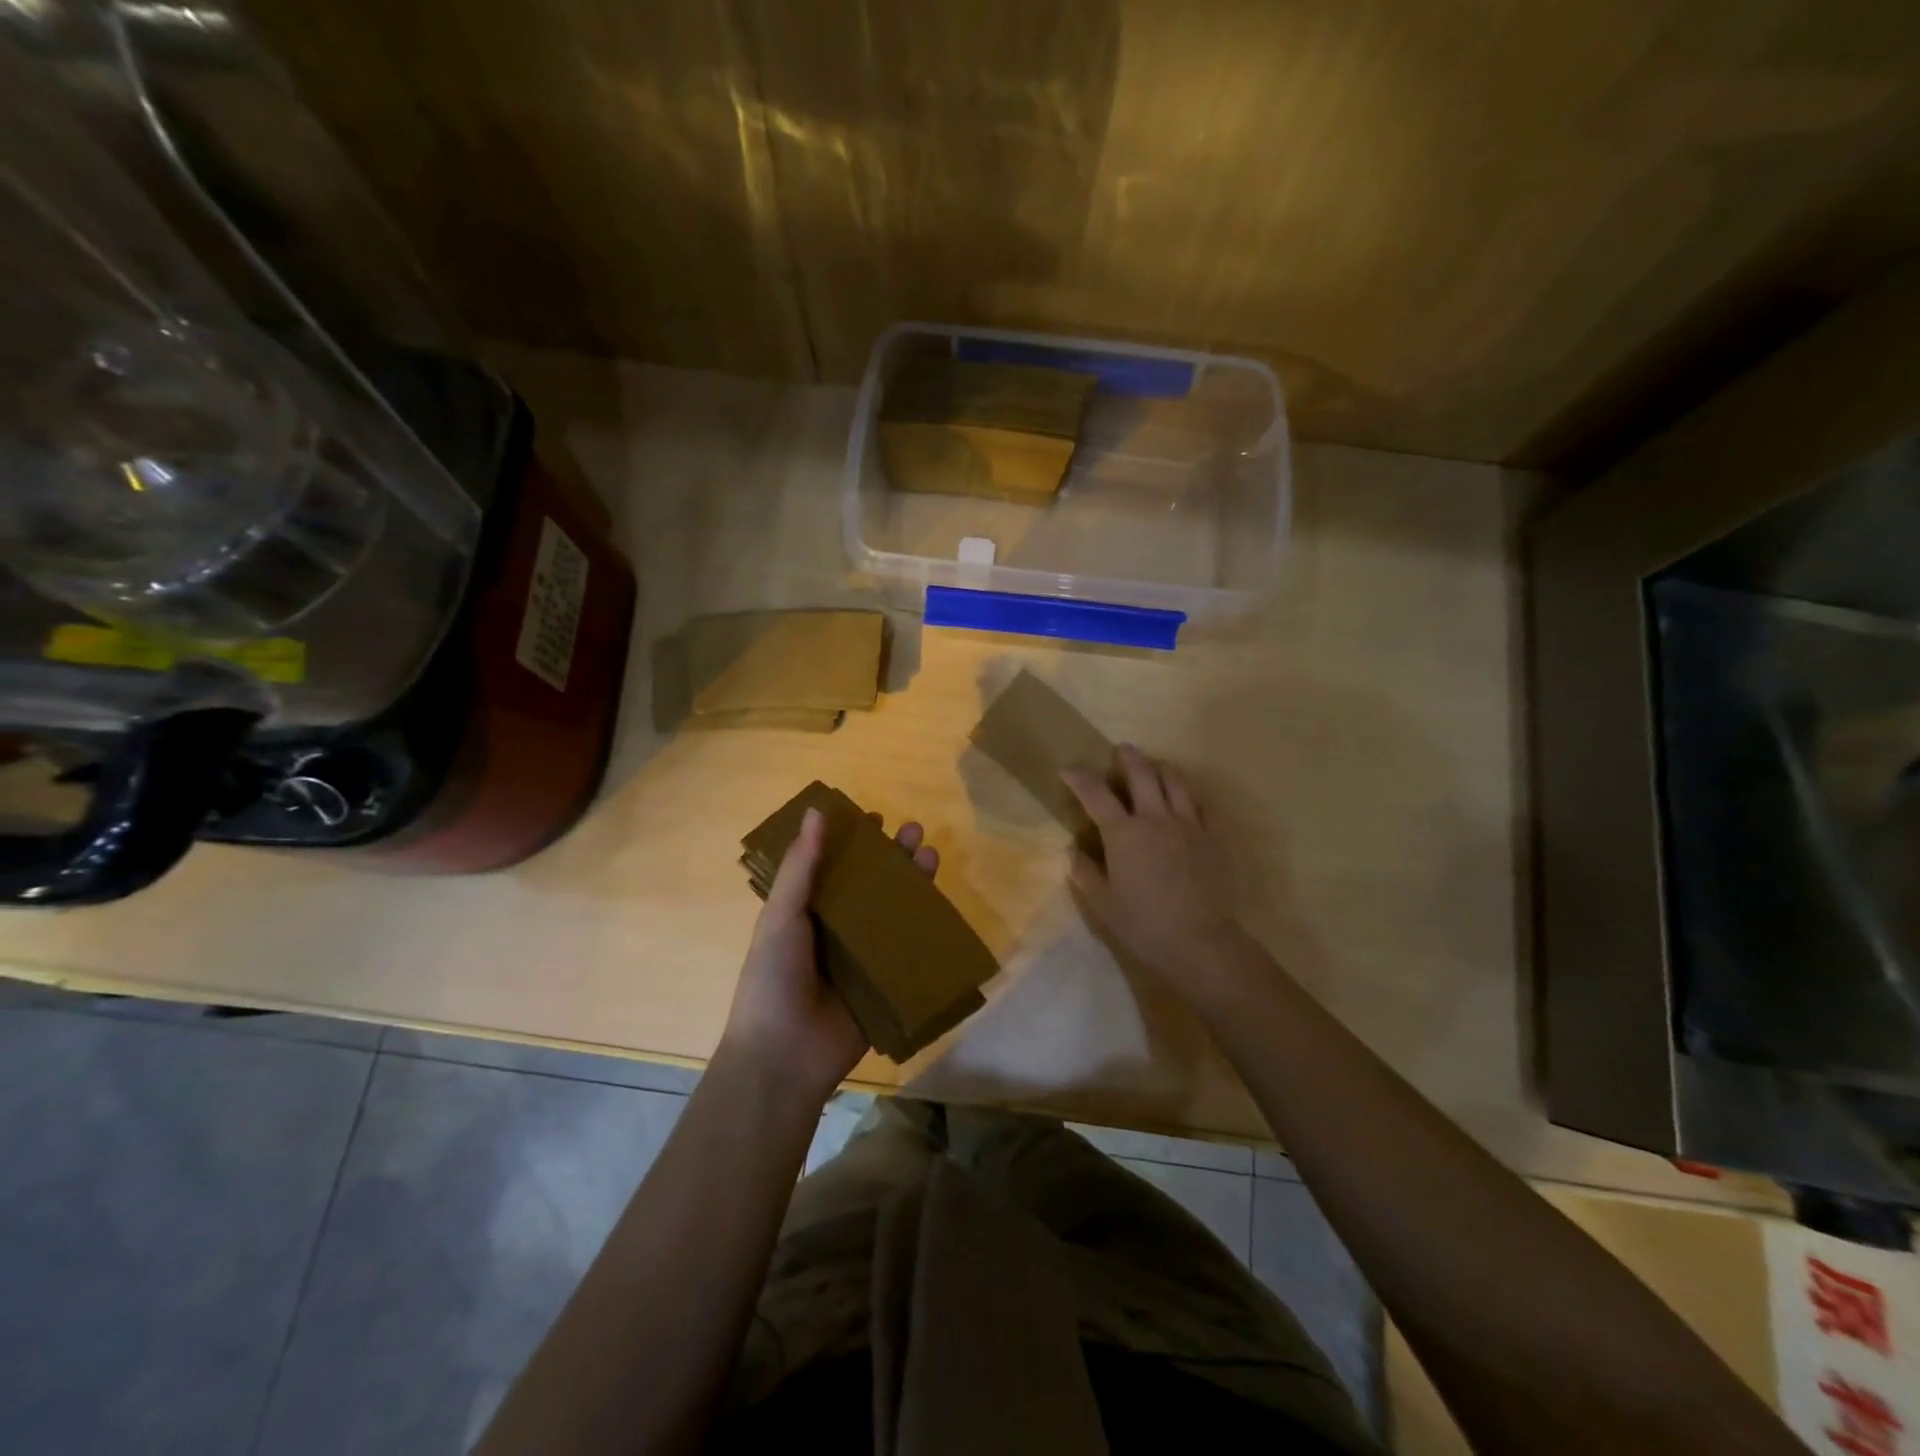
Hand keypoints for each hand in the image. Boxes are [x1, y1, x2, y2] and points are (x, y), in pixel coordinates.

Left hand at [719, 806, 939, 1103]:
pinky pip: (908, 950)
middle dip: (892, 857)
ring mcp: (862, 957)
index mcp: (805, 911)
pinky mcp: (884, 983)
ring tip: (931, 853)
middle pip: (870, 884)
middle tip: (914, 830)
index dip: (852, 841)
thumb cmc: (773, 978)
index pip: (833, 866)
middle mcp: (835, 929)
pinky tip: (941, 903)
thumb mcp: (781, 916)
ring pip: (893, 911)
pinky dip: (925, 927)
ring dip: (912, 883)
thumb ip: (802, 867)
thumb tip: (816, 811)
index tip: (874, 816)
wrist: (784, 1057)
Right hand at [1062, 745, 1242, 985]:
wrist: (1200, 941)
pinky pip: (1201, 803)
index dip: (1079, 777)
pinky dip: (1188, 793)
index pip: (1096, 794)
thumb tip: (1072, 850)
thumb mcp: (1103, 903)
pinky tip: (1184, 797)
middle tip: (1120, 750)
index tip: (1068, 770)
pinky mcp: (1212, 836)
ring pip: (1175, 781)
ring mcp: (1188, 824)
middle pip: (1142, 773)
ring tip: (1154, 765)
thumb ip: (1085, 872)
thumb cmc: (1144, 924)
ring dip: (1160, 767)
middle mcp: (1155, 818)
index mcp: (1123, 833)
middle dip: (1127, 757)